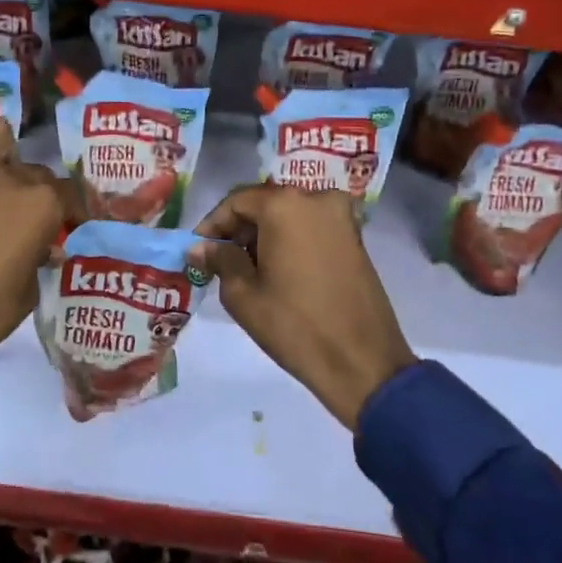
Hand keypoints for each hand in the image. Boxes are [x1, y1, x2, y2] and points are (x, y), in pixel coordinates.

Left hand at [0, 120, 80, 369]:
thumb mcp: (26, 296)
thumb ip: (37, 262)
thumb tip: (40, 249)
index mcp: (41, 207)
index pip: (71, 195)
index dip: (74, 212)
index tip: (70, 228)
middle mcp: (10, 180)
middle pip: (37, 170)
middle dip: (40, 192)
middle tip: (31, 219)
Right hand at [190, 184, 415, 431]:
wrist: (364, 364)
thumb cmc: (295, 326)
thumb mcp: (244, 294)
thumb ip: (219, 260)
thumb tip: (199, 247)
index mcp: (286, 205)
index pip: (236, 201)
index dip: (212, 224)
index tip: (197, 250)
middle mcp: (316, 198)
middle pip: (265, 204)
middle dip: (239, 229)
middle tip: (219, 261)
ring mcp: (341, 217)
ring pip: (289, 214)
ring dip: (265, 235)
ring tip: (247, 270)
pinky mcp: (355, 237)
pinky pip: (311, 227)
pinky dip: (290, 240)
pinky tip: (278, 271)